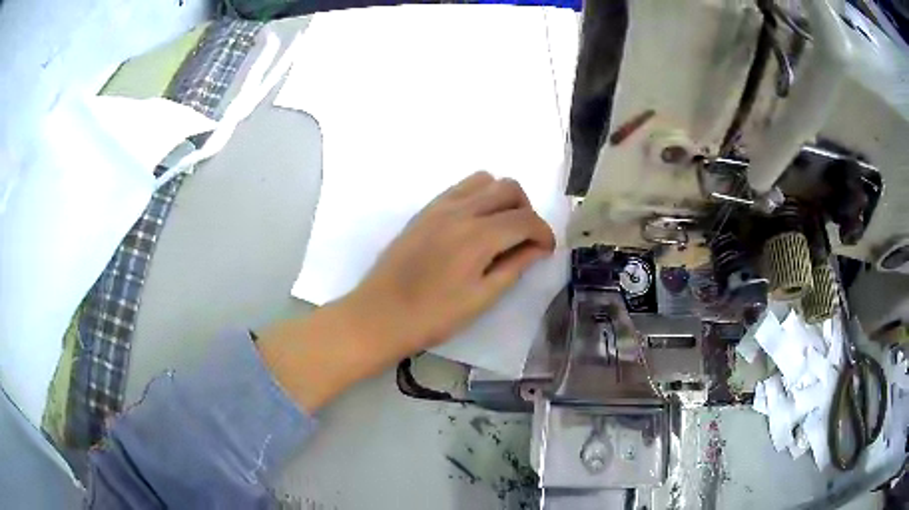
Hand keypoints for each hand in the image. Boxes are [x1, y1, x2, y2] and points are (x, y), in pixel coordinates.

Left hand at [348, 171, 555, 356]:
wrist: (380, 315)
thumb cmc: (433, 316)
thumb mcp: (481, 298)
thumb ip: (514, 267)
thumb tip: (537, 248)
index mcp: (477, 236)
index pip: (526, 220)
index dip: (544, 233)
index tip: (546, 251)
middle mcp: (460, 210)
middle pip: (508, 188)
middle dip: (527, 210)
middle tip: (525, 240)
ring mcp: (439, 206)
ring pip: (484, 180)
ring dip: (502, 198)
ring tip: (500, 229)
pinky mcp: (425, 210)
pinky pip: (460, 188)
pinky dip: (478, 197)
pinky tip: (475, 225)